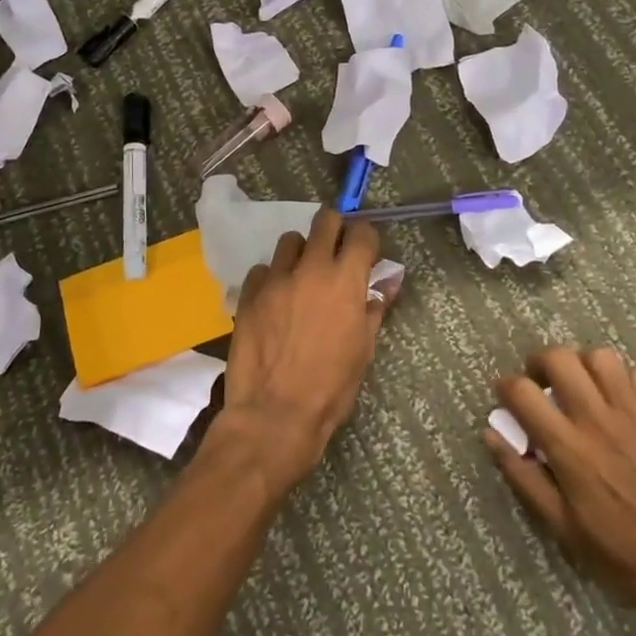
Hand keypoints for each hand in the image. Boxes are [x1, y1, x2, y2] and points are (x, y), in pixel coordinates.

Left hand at [211, 208, 392, 494]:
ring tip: (302, 277)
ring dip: (301, 252)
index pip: (361, 233)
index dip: (366, 238)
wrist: (275, 413)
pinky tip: (275, 300)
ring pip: (289, 241)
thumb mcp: (363, 350)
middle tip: (335, 252)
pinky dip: (272, 277)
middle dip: (334, 230)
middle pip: (324, 221)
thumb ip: (374, 309)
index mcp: (345, 281)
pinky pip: (262, 269)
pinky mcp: (248, 294)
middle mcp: (311, 269)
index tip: (365, 252)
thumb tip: (387, 284)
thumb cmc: (330, 387)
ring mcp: (275, 279)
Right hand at [488, 347, 635, 635]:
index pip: (523, 392)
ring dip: (581, 365)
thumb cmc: (623, 553)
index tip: (504, 398)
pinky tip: (616, 402)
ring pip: (600, 357)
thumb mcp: (562, 526)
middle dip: (539, 363)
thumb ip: (523, 476)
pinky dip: (620, 379)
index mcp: (568, 447)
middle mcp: (598, 419)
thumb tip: (492, 436)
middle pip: (559, 358)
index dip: (505, 387)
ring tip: (578, 387)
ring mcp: (634, 413)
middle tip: (539, 385)